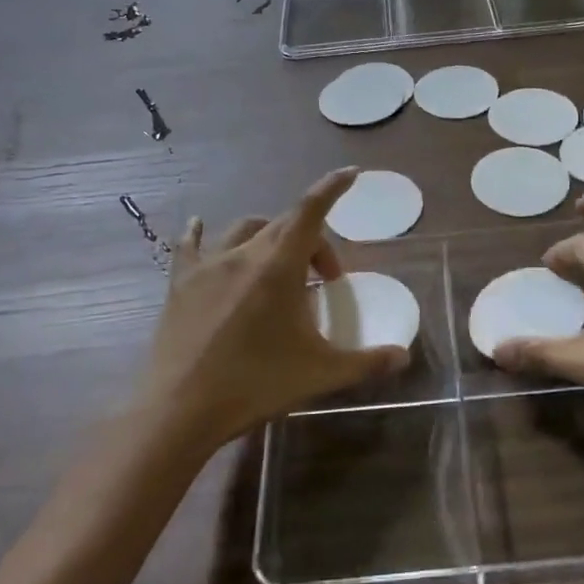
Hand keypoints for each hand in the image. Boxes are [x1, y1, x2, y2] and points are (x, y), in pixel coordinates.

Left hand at [141, 168, 409, 449]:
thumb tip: (403, 356)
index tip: (350, 174)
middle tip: (325, 278)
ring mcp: (207, 266)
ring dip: (270, 237)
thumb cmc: (256, 384)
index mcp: (279, 265)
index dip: (332, 188)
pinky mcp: (180, 283)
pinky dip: (201, 233)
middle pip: (285, 225)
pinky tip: (199, 226)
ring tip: (279, 266)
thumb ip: (366, 362)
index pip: (311, 211)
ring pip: (245, 230)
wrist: (180, 410)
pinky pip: (191, 246)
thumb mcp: (319, 374)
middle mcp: (244, 253)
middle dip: (312, 241)